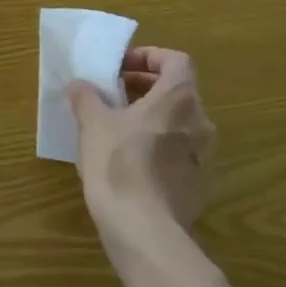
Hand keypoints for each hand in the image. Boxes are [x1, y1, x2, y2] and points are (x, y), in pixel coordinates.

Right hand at [69, 46, 216, 243]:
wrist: (144, 229)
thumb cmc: (118, 163)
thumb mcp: (92, 123)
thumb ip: (87, 96)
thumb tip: (81, 85)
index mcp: (178, 98)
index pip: (176, 60)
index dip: (148, 57)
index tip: (121, 67)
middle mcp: (200, 121)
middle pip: (178, 90)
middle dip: (145, 86)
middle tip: (113, 93)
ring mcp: (204, 155)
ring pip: (179, 121)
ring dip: (151, 115)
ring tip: (116, 125)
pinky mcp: (199, 183)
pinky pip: (179, 149)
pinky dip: (158, 143)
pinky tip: (129, 159)